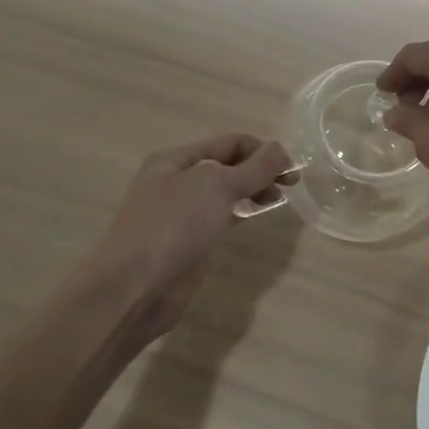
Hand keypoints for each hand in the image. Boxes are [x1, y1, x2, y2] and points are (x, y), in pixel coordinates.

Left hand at [70, 134, 290, 347]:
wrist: (136, 286)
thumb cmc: (174, 225)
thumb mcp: (217, 185)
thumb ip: (254, 167)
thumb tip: (282, 150)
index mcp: (176, 159)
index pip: (229, 142)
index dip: (263, 150)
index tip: (292, 167)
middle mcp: (177, 180)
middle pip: (229, 165)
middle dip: (261, 169)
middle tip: (292, 184)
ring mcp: (182, 212)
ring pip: (227, 191)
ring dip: (254, 189)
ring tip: (278, 199)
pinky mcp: (190, 239)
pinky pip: (223, 215)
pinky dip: (243, 211)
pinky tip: (258, 215)